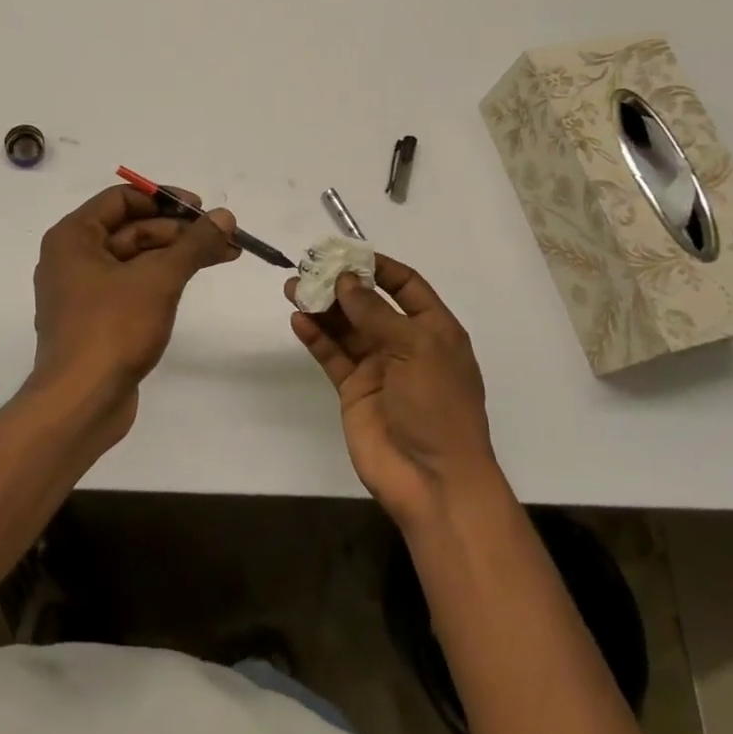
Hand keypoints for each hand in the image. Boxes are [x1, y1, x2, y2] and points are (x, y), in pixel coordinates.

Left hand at [29, 185, 239, 441]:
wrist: (81, 403)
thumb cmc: (113, 329)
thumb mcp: (159, 279)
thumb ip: (194, 244)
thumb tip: (225, 216)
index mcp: (73, 237)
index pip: (122, 199)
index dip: (165, 199)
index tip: (201, 209)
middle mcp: (73, 258)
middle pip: (132, 228)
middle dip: (179, 231)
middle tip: (224, 235)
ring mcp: (84, 291)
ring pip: (136, 258)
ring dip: (177, 254)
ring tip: (224, 255)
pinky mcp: (97, 319)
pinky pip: (132, 285)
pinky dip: (162, 279)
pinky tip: (193, 280)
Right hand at [287, 255, 501, 529]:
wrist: (433, 480)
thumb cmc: (437, 405)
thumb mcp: (416, 349)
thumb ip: (376, 313)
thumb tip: (345, 280)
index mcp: (433, 329)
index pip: (405, 285)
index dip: (378, 267)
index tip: (346, 253)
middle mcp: (405, 343)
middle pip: (368, 304)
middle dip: (340, 286)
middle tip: (308, 268)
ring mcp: (378, 368)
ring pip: (345, 328)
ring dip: (321, 308)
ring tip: (294, 289)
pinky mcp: (354, 391)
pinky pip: (332, 356)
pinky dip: (316, 337)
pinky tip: (299, 321)